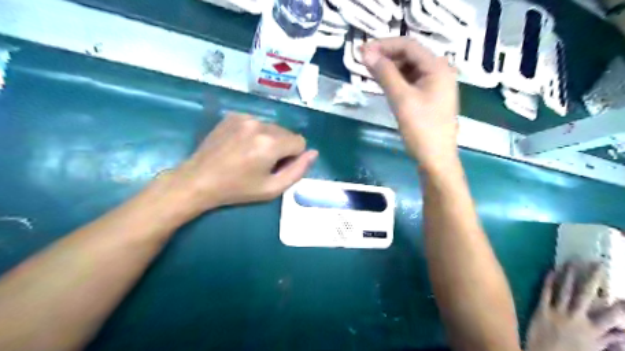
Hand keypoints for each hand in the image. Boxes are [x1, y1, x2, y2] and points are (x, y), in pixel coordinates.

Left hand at [171, 114, 314, 211]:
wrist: (199, 180)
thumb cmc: (237, 189)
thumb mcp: (272, 189)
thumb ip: (298, 171)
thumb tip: (313, 153)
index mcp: (270, 143)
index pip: (300, 142)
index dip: (293, 157)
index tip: (277, 168)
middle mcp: (260, 124)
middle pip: (287, 133)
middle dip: (282, 147)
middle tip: (263, 163)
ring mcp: (244, 117)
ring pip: (272, 127)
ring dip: (269, 139)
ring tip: (250, 155)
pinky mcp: (233, 116)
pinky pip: (257, 123)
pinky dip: (255, 133)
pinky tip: (240, 146)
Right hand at [362, 37, 456, 171]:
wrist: (436, 159)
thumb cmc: (421, 129)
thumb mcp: (401, 100)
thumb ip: (384, 74)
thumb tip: (366, 54)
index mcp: (437, 67)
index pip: (408, 45)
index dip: (384, 45)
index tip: (362, 51)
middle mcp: (440, 71)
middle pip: (410, 55)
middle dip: (386, 56)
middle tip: (363, 61)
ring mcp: (435, 85)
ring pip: (409, 68)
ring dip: (390, 68)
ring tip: (369, 71)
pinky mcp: (430, 97)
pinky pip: (411, 81)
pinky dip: (396, 80)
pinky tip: (383, 83)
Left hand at [527, 262, 624, 349]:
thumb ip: (608, 341)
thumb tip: (623, 331)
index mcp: (594, 330)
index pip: (613, 315)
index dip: (621, 305)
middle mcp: (577, 318)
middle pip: (586, 293)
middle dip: (593, 277)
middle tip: (597, 262)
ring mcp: (558, 311)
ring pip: (565, 289)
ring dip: (569, 274)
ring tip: (572, 260)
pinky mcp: (541, 309)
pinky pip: (545, 292)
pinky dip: (548, 281)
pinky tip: (550, 270)